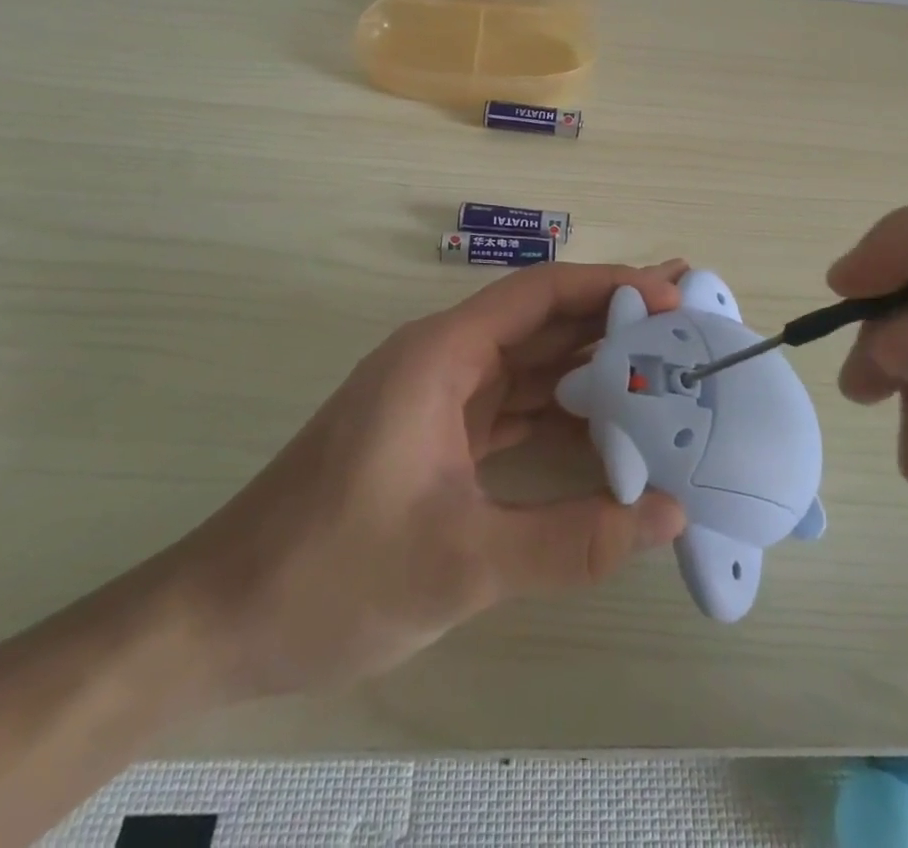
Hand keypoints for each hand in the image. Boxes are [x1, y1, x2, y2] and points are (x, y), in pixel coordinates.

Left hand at [161, 261, 688, 701]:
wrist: (221, 619)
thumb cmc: (331, 571)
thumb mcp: (460, 561)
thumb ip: (571, 539)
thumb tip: (668, 515)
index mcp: (440, 356)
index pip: (538, 295)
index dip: (608, 287)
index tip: (672, 297)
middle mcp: (442, 363)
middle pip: (540, 324)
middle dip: (611, 321)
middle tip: (685, 320)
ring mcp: (438, 402)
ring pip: (529, 370)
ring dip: (590, 372)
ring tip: (664, 373)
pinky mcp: (435, 441)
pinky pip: (512, 413)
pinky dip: (561, 420)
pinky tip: (609, 438)